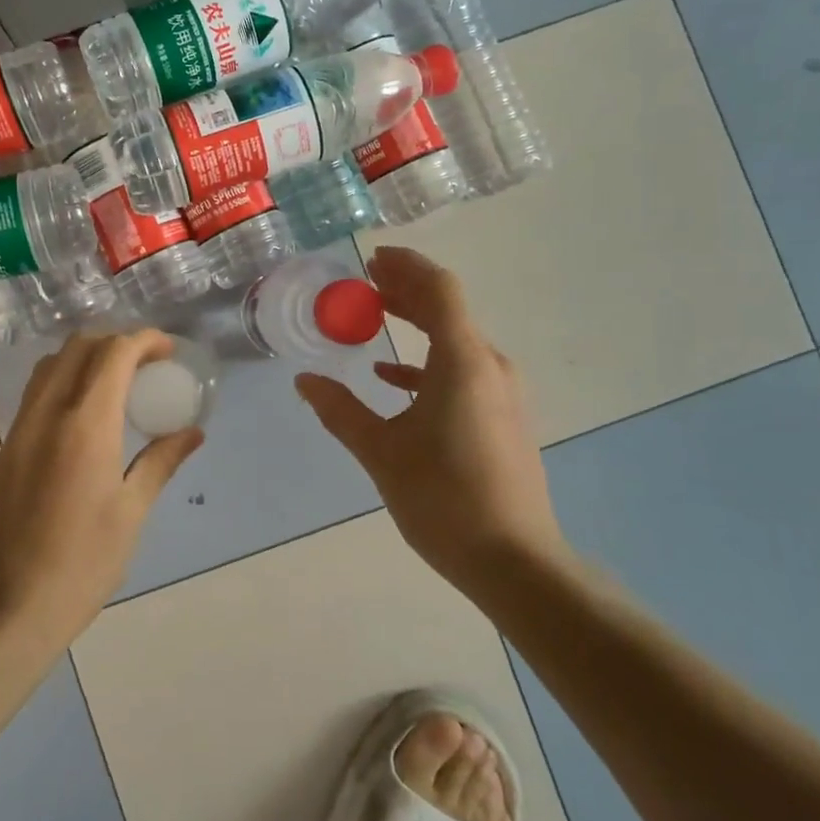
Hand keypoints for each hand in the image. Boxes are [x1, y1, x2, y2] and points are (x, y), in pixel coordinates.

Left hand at [0, 330, 202, 652]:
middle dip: (116, 341)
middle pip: (78, 346)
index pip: (114, 353)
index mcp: (86, 425)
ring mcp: (21, 428)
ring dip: (87, 357)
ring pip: (52, 365)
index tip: (168, 351)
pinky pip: (37, 392)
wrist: (7, 608)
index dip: (145, 340)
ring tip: (118, 383)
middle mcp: (48, 413)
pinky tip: (87, 415)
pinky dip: (66, 381)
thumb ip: (160, 462)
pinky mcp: (7, 447)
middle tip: (147, 364)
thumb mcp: (131, 513)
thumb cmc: (82, 564)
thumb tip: (192, 432)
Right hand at [294, 247, 567, 592]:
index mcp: (462, 361)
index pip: (439, 289)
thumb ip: (341, 410)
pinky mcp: (503, 416)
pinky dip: (427, 363)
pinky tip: (393, 377)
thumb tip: (305, 380)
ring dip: (417, 323)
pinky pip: (463, 370)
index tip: (372, 259)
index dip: (406, 267)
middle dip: (407, 290)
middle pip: (448, 309)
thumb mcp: (381, 452)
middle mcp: (489, 366)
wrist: (515, 561)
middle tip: (368, 280)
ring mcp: (502, 392)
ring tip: (375, 316)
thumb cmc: (444, 499)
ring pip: (455, 339)